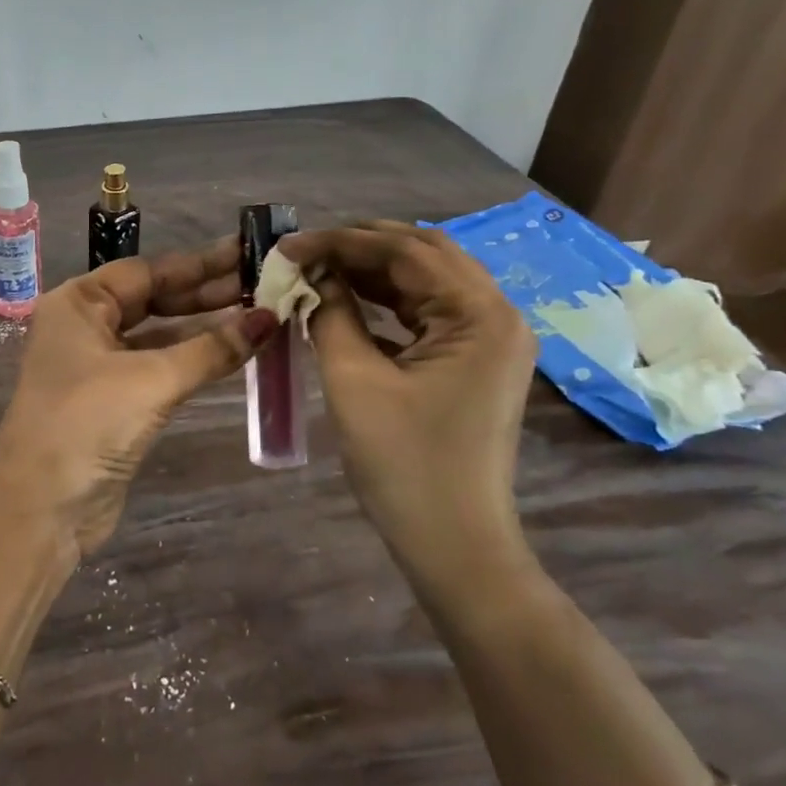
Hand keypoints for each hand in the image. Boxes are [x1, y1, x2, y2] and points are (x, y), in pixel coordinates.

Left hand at [0, 240, 278, 556]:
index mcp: (78, 303)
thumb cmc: (88, 422)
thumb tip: (270, 318)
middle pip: (152, 299)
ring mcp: (96, 366)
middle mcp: (84, 326)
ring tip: (260, 313)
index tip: (247, 254)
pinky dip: (192, 360)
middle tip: (264, 283)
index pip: (146, 271)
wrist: (42, 505)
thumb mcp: (152, 378)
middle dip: (206, 294)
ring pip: (158, 335)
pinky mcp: (112, 402)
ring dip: (203, 328)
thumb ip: (212, 348)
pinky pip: (158, 367)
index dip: (199, 264)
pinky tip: (232, 352)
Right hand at [278, 221, 539, 596]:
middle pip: (425, 255)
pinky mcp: (475, 361)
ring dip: (372, 271)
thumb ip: (331, 314)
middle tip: (304, 251)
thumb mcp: (354, 380)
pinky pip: (428, 312)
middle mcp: (497, 315)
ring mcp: (490, 339)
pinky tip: (346, 300)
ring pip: (427, 281)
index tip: (289, 245)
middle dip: (360, 246)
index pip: (407, 251)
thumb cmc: (404, 464)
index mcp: (480, 315)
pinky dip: (386, 301)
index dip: (342, 242)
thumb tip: (310, 276)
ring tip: (317, 269)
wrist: (454, 544)